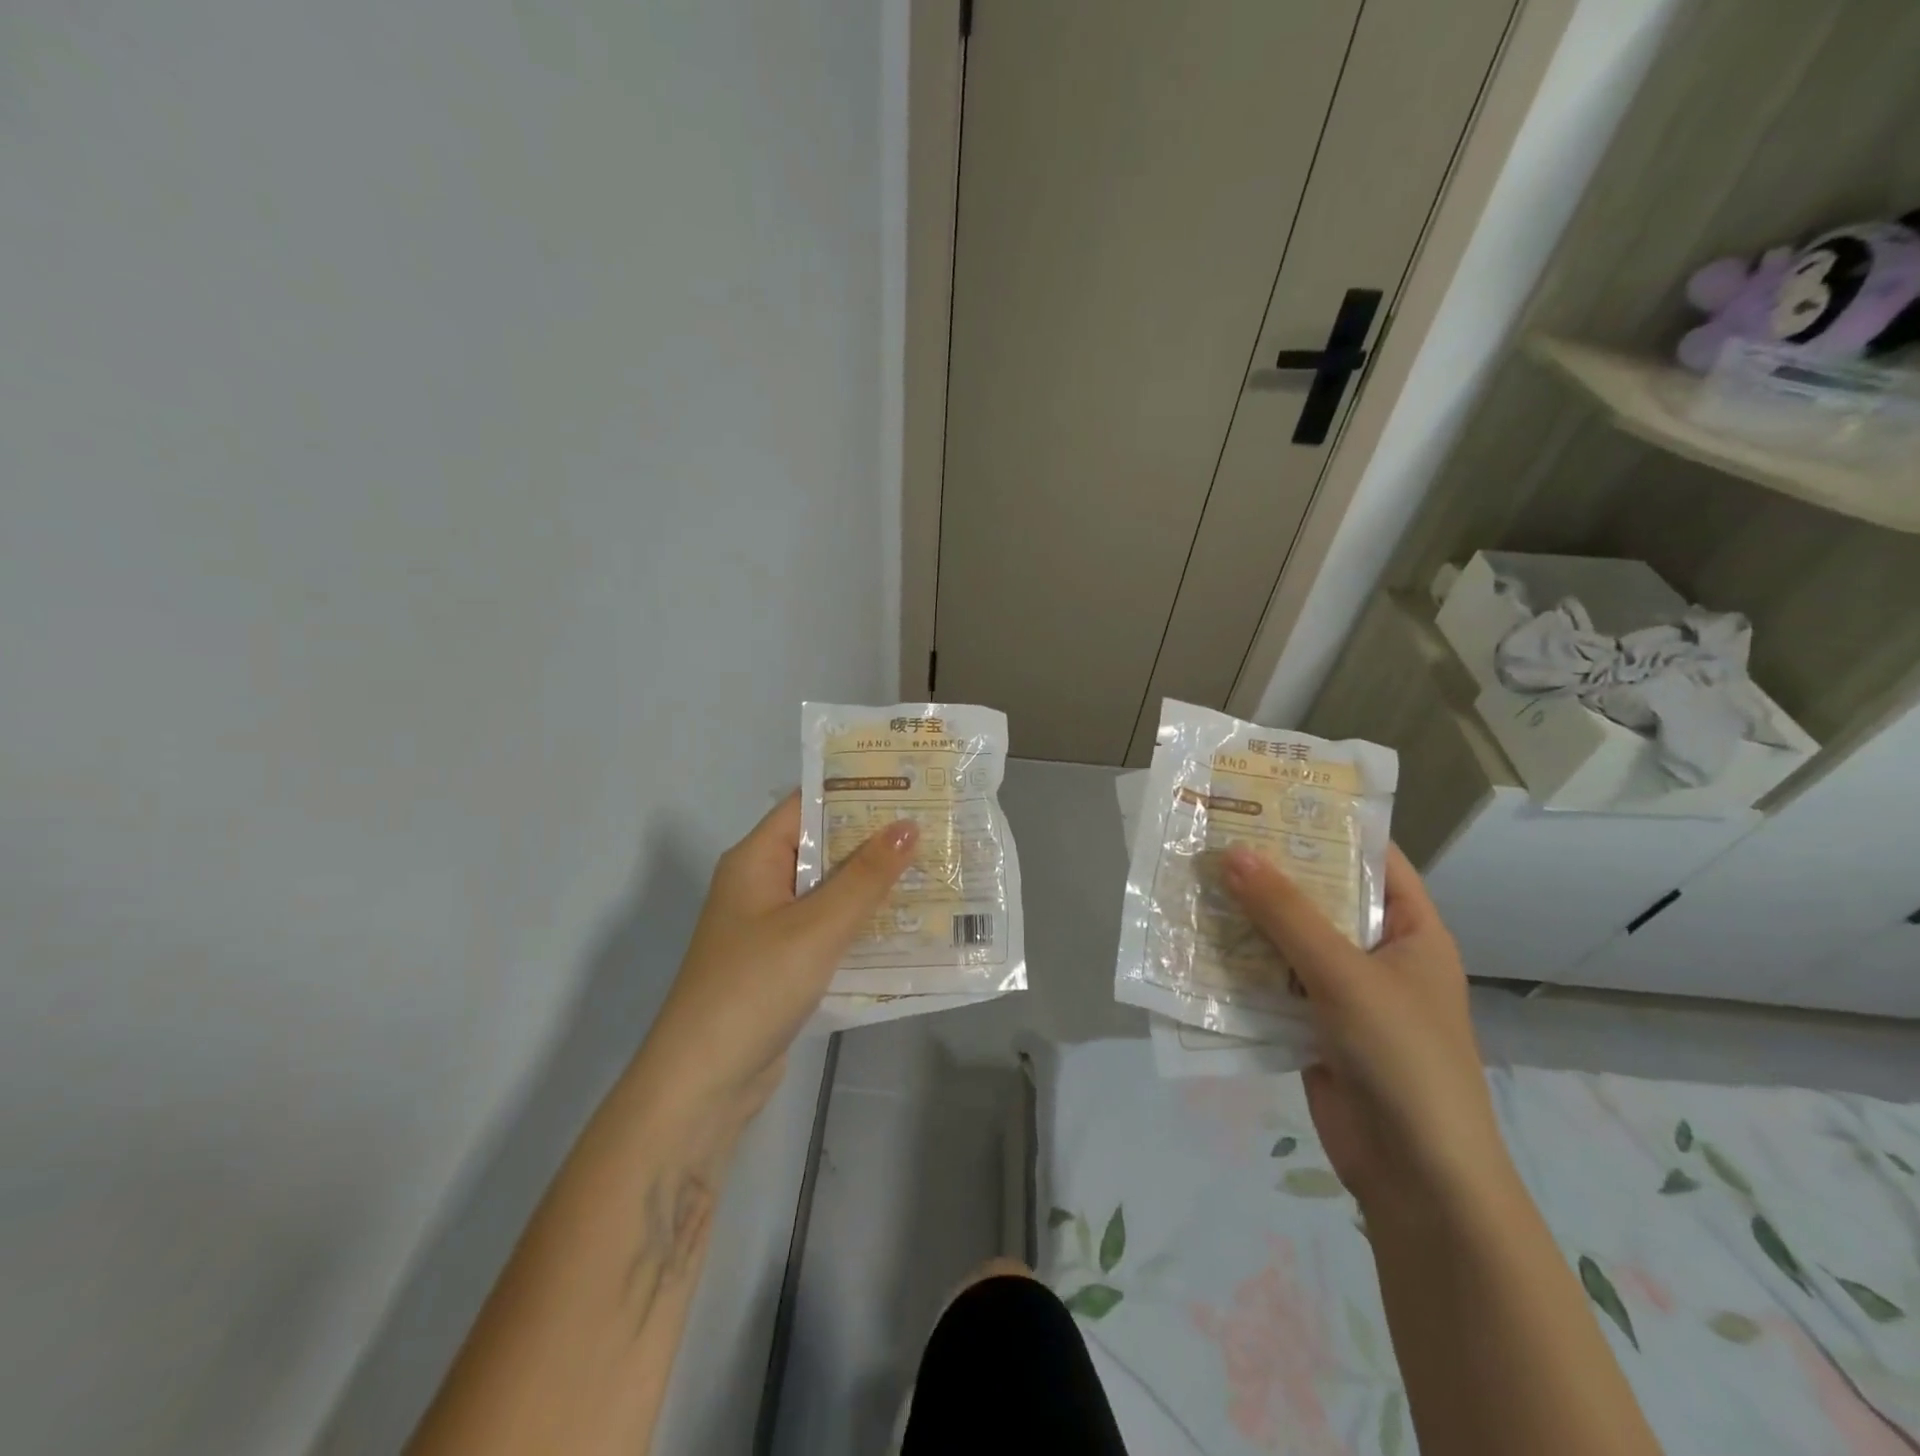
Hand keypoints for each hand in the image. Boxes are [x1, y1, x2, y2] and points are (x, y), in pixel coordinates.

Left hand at [631, 791, 917, 1129]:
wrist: (704, 1084)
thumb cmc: (755, 987)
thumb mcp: (817, 926)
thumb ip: (865, 876)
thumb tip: (908, 824)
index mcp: (755, 860)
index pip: (808, 805)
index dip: (856, 791)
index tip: (910, 785)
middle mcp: (760, 885)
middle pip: (822, 847)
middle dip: (875, 839)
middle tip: (934, 827)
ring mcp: (771, 927)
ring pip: (829, 891)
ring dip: (873, 884)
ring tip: (933, 868)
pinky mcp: (783, 964)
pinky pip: (829, 929)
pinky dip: (861, 923)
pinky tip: (907, 924)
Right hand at [1223, 843, 1511, 1215]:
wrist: (1417, 1178)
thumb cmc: (1403, 1058)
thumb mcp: (1345, 975)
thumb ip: (1286, 914)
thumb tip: (1231, 852)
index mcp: (1410, 930)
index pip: (1370, 859)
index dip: (1324, 825)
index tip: (1269, 797)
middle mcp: (1376, 953)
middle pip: (1319, 897)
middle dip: (1269, 871)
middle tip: (1212, 834)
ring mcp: (1342, 991)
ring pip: (1287, 939)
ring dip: (1246, 918)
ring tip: (1193, 879)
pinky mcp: (1311, 1025)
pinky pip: (1270, 981)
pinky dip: (1238, 965)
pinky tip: (1195, 942)